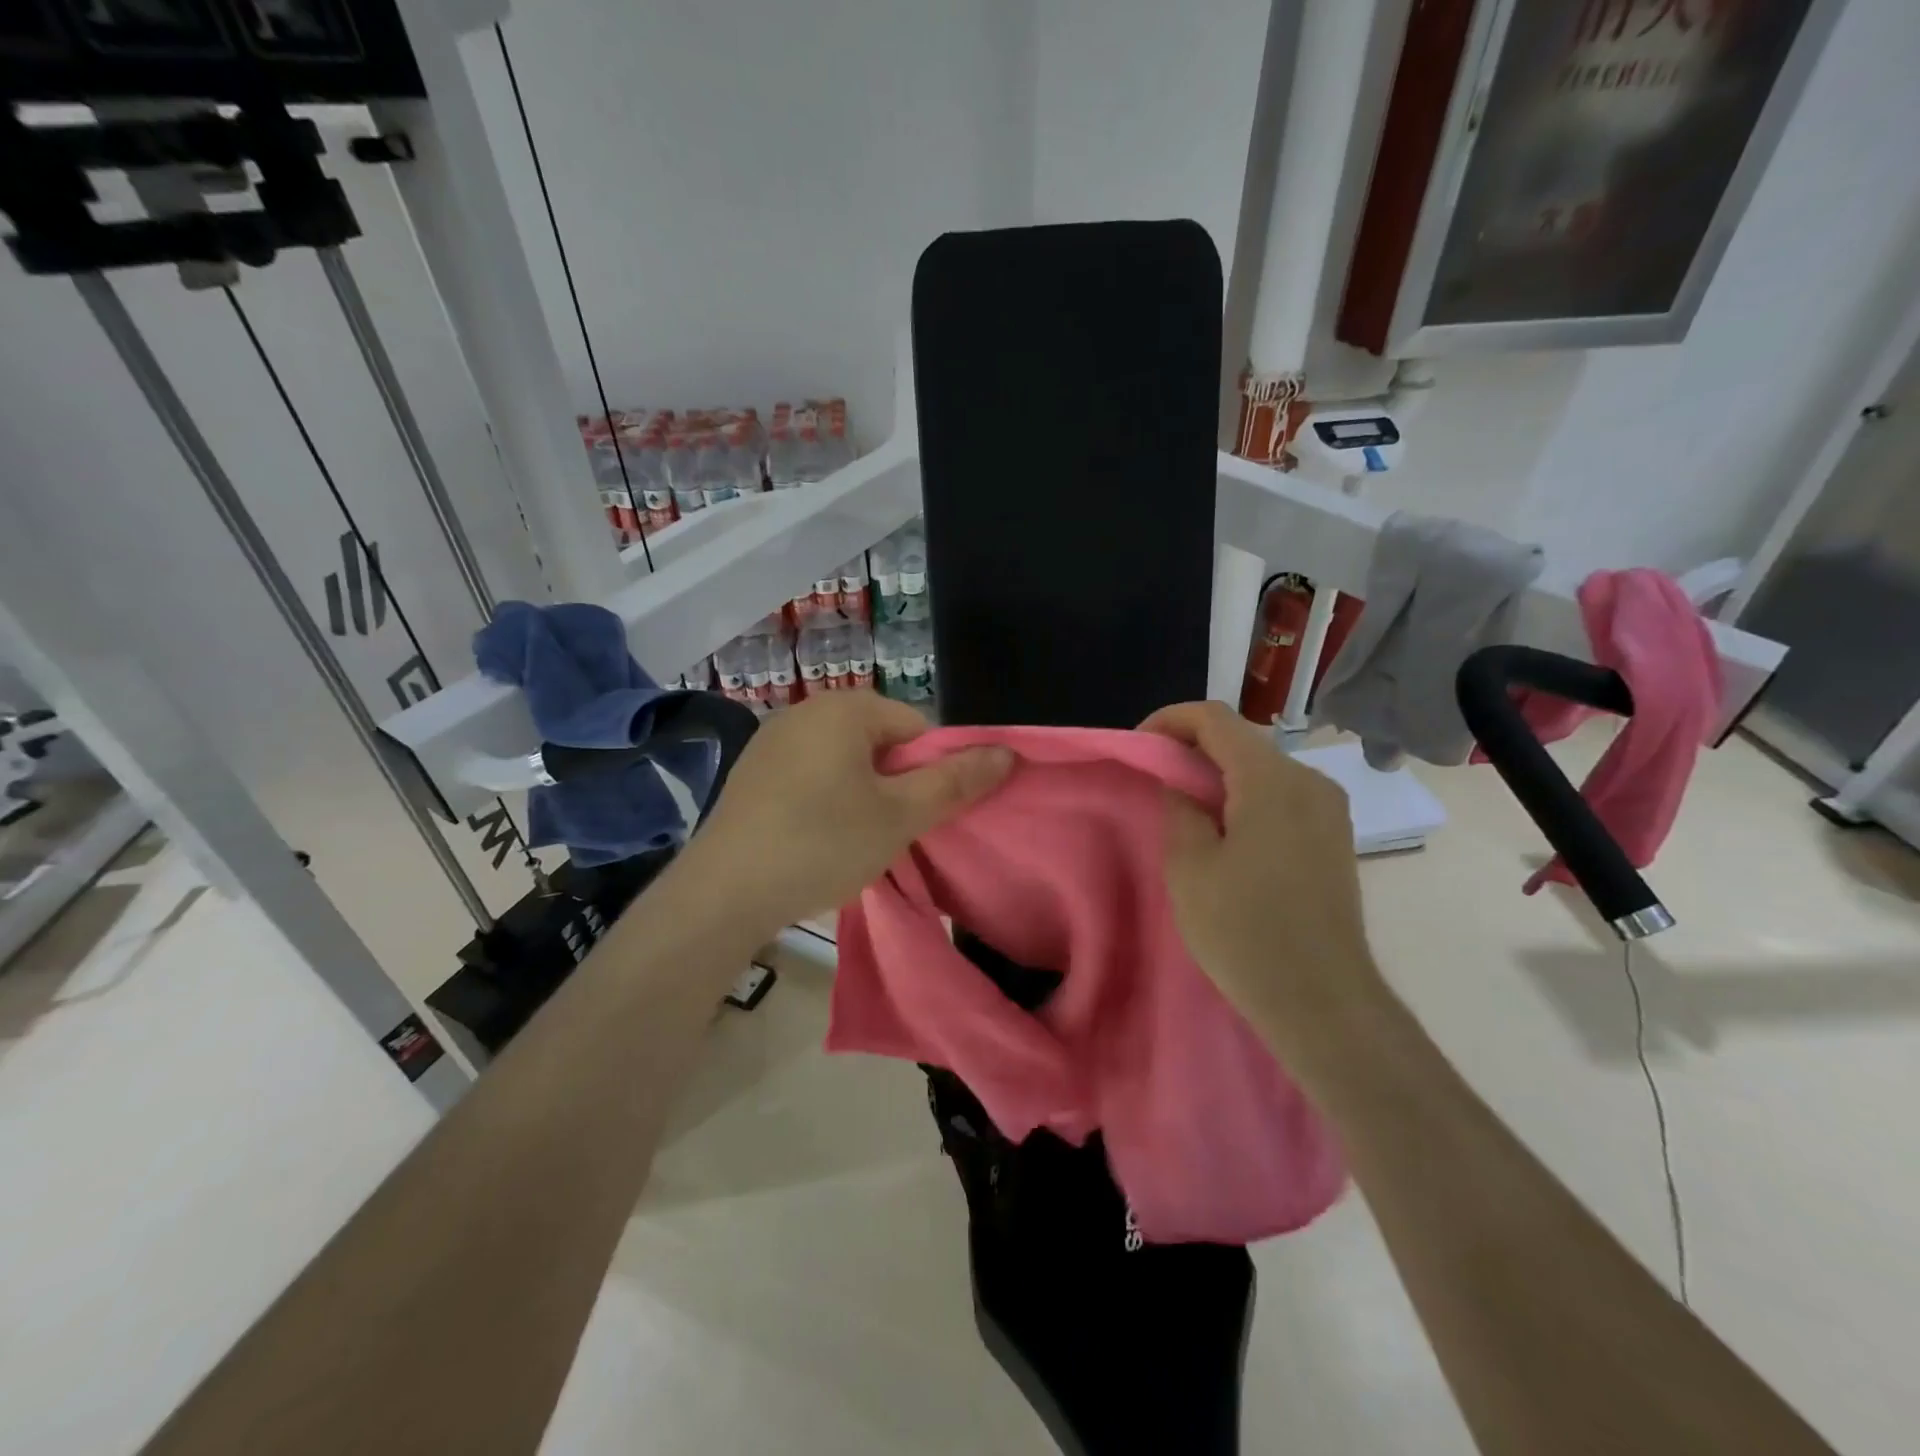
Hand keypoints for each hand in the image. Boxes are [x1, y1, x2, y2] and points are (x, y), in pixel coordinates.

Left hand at [676, 691, 1011, 938]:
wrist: (724, 893)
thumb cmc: (823, 843)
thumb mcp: (900, 816)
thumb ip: (956, 781)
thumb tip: (1007, 752)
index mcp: (846, 708)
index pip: (917, 729)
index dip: (930, 774)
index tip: (917, 818)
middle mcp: (807, 709)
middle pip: (881, 742)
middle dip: (895, 785)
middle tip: (888, 834)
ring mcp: (773, 739)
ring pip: (846, 762)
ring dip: (862, 796)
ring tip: (852, 842)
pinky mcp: (752, 772)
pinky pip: (811, 776)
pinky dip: (826, 802)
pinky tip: (815, 840)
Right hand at [1139, 701, 1387, 1074]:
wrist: (1323, 1001)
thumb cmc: (1245, 932)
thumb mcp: (1190, 867)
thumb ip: (1180, 809)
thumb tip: (1181, 784)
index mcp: (1272, 779)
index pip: (1215, 718)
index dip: (1170, 721)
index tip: (1140, 748)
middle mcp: (1310, 781)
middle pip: (1242, 740)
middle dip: (1192, 750)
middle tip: (1155, 781)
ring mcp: (1329, 810)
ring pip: (1262, 769)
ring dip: (1219, 776)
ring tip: (1184, 810)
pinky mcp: (1335, 837)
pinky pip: (1282, 796)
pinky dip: (1245, 798)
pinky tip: (1225, 834)